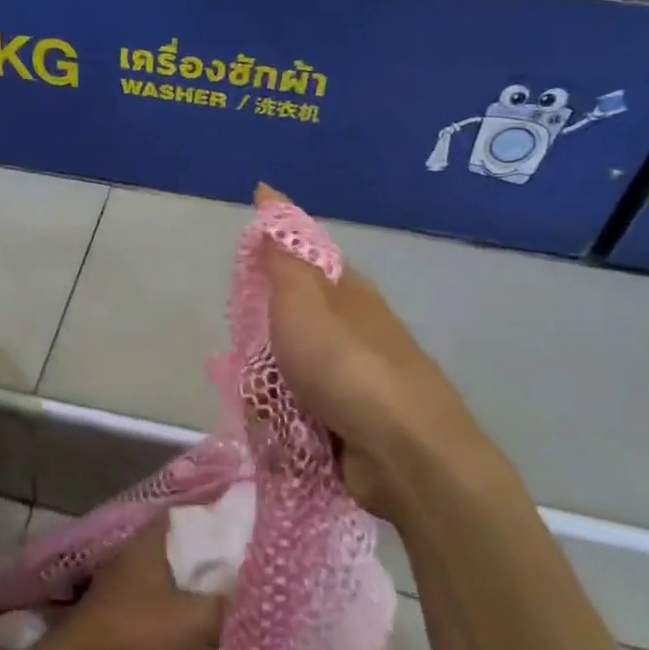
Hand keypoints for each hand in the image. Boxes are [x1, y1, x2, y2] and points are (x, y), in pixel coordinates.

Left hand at [53, 516, 226, 649]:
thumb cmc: (139, 633)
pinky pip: (156, 617)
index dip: (214, 520)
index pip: (186, 516)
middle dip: (208, 569)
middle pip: (180, 555)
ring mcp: (121, 590)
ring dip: (192, 603)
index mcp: (149, 543)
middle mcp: (133, 559)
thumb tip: (255, 592)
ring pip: (169, 589)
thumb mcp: (197, 619)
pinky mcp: (116, 621)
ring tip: (226, 614)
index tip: (243, 532)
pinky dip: (175, 628)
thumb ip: (229, 603)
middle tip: (243, 579)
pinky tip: (197, 644)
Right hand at [256, 184, 487, 515]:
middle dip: (262, 350)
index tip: (242, 287)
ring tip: (271, 410)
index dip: (269, 269)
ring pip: (286, 377)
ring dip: (269, 396)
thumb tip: (269, 194)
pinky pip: (297, 417)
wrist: (406, 455)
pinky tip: (284, 438)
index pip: (301, 263)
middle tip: (254, 361)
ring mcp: (351, 382)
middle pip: (286, 329)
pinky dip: (285, 428)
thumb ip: (282, 255)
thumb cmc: (346, 367)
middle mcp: (352, 332)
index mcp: (347, 293)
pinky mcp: (347, 425)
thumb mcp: (302, 300)